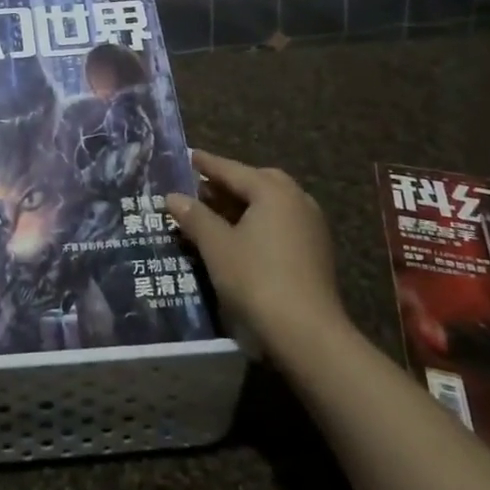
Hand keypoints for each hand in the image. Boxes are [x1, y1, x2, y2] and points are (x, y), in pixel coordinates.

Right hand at [165, 149, 346, 351]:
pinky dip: (260, 221)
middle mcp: (297, 200)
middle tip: (203, 186)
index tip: (189, 155)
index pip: (233, 170)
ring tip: (217, 212)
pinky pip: (282, 222)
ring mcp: (311, 226)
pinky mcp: (316, 251)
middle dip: (230, 182)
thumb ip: (194, 217)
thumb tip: (173, 196)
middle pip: (258, 181)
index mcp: (273, 191)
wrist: (307, 333)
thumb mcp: (217, 246)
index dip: (207, 164)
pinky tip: (242, 237)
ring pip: (272, 203)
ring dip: (245, 203)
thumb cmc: (256, 279)